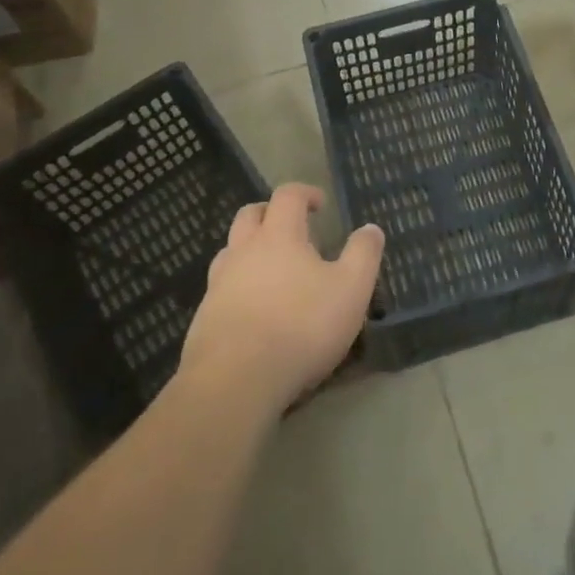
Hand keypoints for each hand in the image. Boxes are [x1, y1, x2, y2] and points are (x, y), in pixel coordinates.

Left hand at [180, 184, 383, 415]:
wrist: (235, 380)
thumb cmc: (301, 326)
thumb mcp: (351, 289)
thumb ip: (363, 255)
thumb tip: (371, 228)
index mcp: (279, 235)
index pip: (288, 196)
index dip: (305, 193)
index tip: (320, 204)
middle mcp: (243, 250)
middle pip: (250, 215)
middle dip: (270, 213)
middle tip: (291, 228)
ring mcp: (218, 283)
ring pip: (230, 251)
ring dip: (249, 250)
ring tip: (271, 270)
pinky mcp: (204, 318)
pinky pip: (221, 289)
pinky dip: (237, 288)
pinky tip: (253, 311)